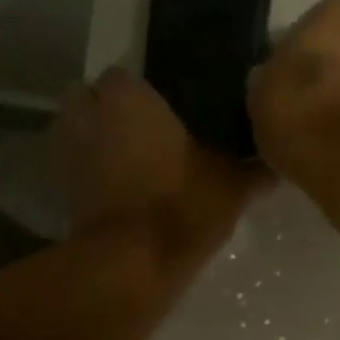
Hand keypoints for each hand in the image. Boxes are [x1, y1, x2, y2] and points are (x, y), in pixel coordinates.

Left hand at [59, 67, 264, 259]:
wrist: (132, 265)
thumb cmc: (181, 208)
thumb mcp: (231, 186)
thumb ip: (253, 169)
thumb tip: (276, 165)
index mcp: (127, 96)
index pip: (125, 75)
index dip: (144, 95)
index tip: (168, 115)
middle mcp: (87, 114)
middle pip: (91, 100)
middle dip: (111, 114)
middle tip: (146, 136)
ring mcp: (67, 153)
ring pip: (80, 135)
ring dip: (97, 144)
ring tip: (132, 166)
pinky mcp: (62, 192)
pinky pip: (78, 171)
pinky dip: (92, 178)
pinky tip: (122, 194)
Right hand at [248, 0, 339, 176]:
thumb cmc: (299, 103)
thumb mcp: (261, 85)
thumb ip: (271, 75)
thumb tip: (270, 82)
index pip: (317, 25)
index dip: (299, 55)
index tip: (284, 81)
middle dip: (330, 75)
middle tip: (301, 105)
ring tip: (315, 132)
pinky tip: (332, 147)